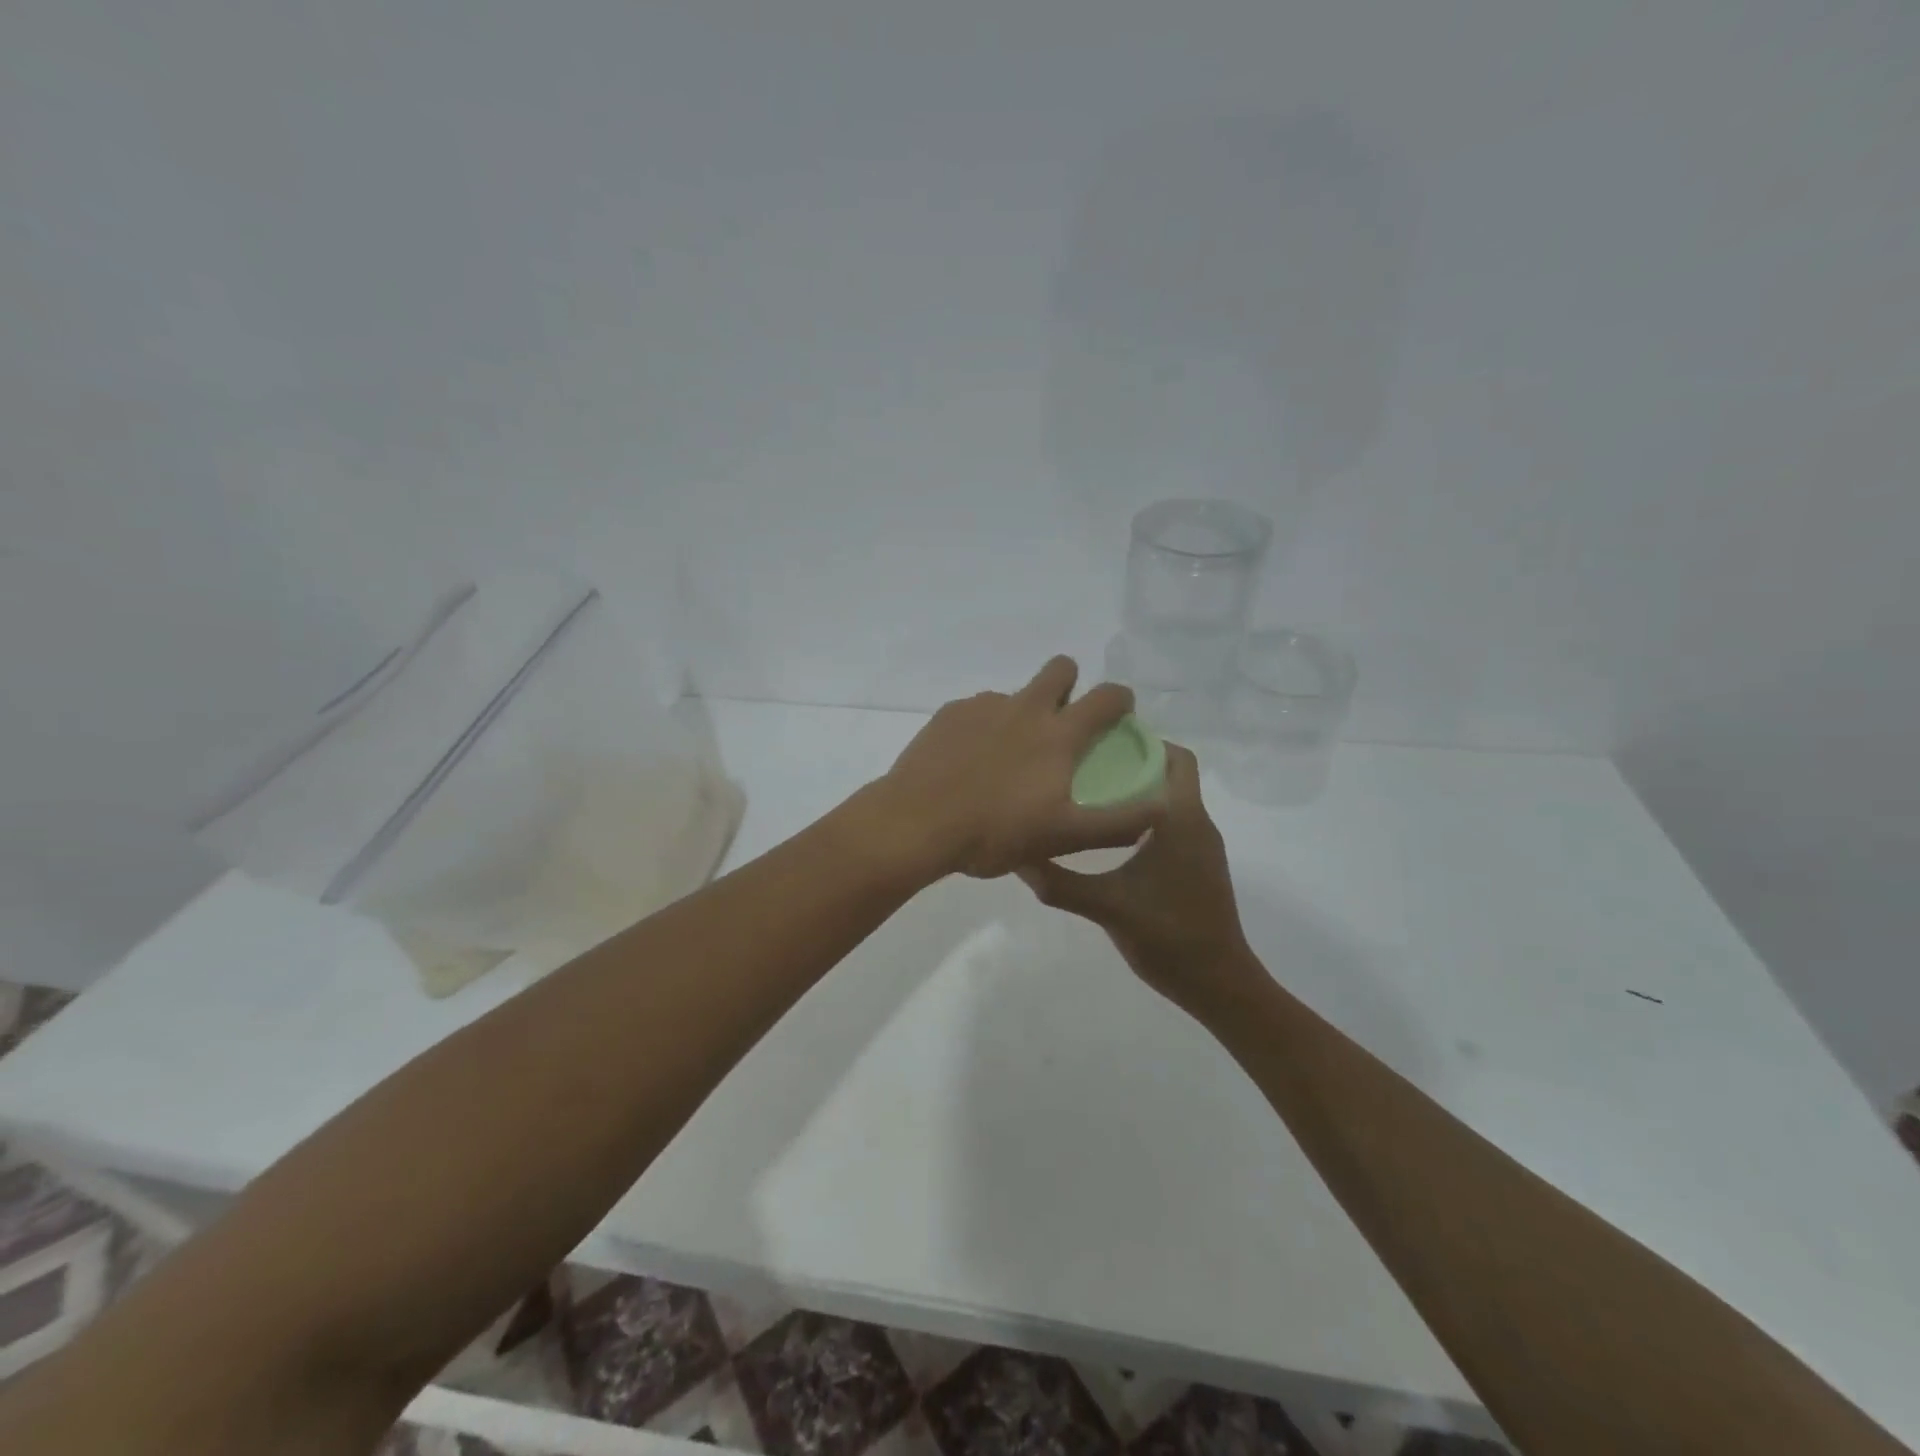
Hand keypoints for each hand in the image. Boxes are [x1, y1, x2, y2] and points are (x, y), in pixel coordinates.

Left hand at [878, 657, 1164, 879]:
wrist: (916, 824)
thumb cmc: (995, 832)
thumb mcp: (1064, 837)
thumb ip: (1118, 823)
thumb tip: (1163, 806)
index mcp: (1058, 734)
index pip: (1106, 696)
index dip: (1120, 698)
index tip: (1119, 712)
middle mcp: (1024, 707)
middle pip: (1060, 669)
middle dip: (1069, 683)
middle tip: (1062, 722)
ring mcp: (983, 707)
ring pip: (1015, 694)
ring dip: (1022, 713)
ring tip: (1006, 759)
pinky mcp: (948, 714)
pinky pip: (977, 710)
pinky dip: (983, 728)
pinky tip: (969, 762)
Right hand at [1015, 744, 1261, 1019]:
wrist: (1218, 983)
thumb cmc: (1167, 935)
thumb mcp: (1104, 907)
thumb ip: (1058, 881)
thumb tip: (1015, 857)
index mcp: (1181, 818)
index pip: (1175, 757)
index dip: (1143, 742)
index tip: (1100, 741)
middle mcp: (1197, 822)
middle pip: (1172, 773)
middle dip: (1134, 763)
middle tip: (1087, 766)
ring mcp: (1202, 846)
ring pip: (1172, 799)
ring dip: (1140, 790)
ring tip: (1091, 794)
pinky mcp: (1199, 866)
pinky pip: (1173, 822)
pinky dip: (1146, 816)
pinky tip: (1110, 836)